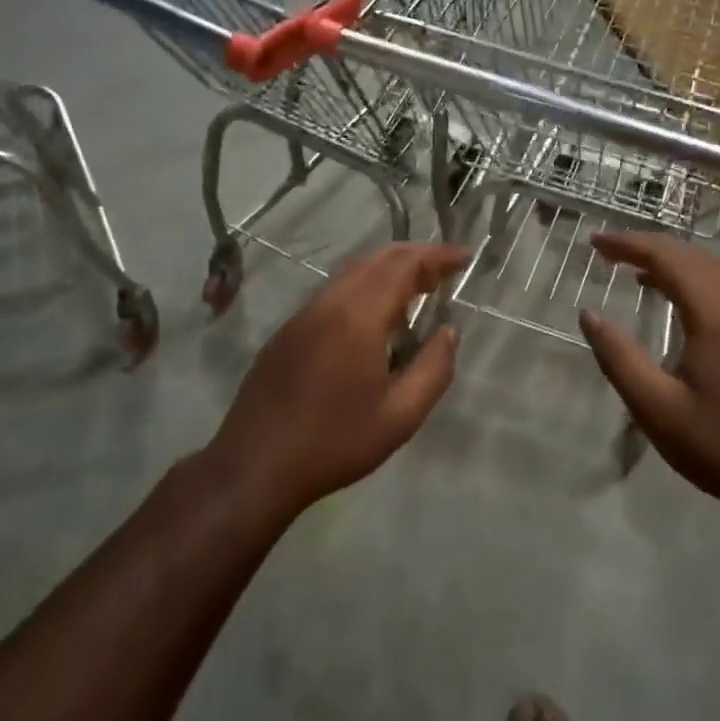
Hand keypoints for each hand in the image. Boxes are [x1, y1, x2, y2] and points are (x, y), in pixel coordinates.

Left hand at [206, 243, 468, 515]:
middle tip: (444, 273)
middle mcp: (329, 303)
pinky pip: (333, 293)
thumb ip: (433, 370)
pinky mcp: (288, 332)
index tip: (464, 256)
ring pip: (352, 274)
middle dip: (415, 257)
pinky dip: (363, 289)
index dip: (437, 256)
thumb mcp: (400, 417)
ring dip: (388, 272)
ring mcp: (303, 315)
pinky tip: (374, 321)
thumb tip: (448, 333)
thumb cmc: (334, 442)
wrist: (255, 465)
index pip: (404, 266)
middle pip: (377, 260)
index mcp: (359, 317)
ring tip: (416, 292)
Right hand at [578, 232, 719, 524]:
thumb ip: (619, 357)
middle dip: (651, 249)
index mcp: (718, 314)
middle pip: (697, 257)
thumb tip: (589, 315)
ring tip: (645, 277)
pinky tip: (693, 310)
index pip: (669, 257)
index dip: (629, 244)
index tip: (596, 243)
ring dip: (681, 265)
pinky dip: (706, 283)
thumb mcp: (658, 409)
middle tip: (612, 255)